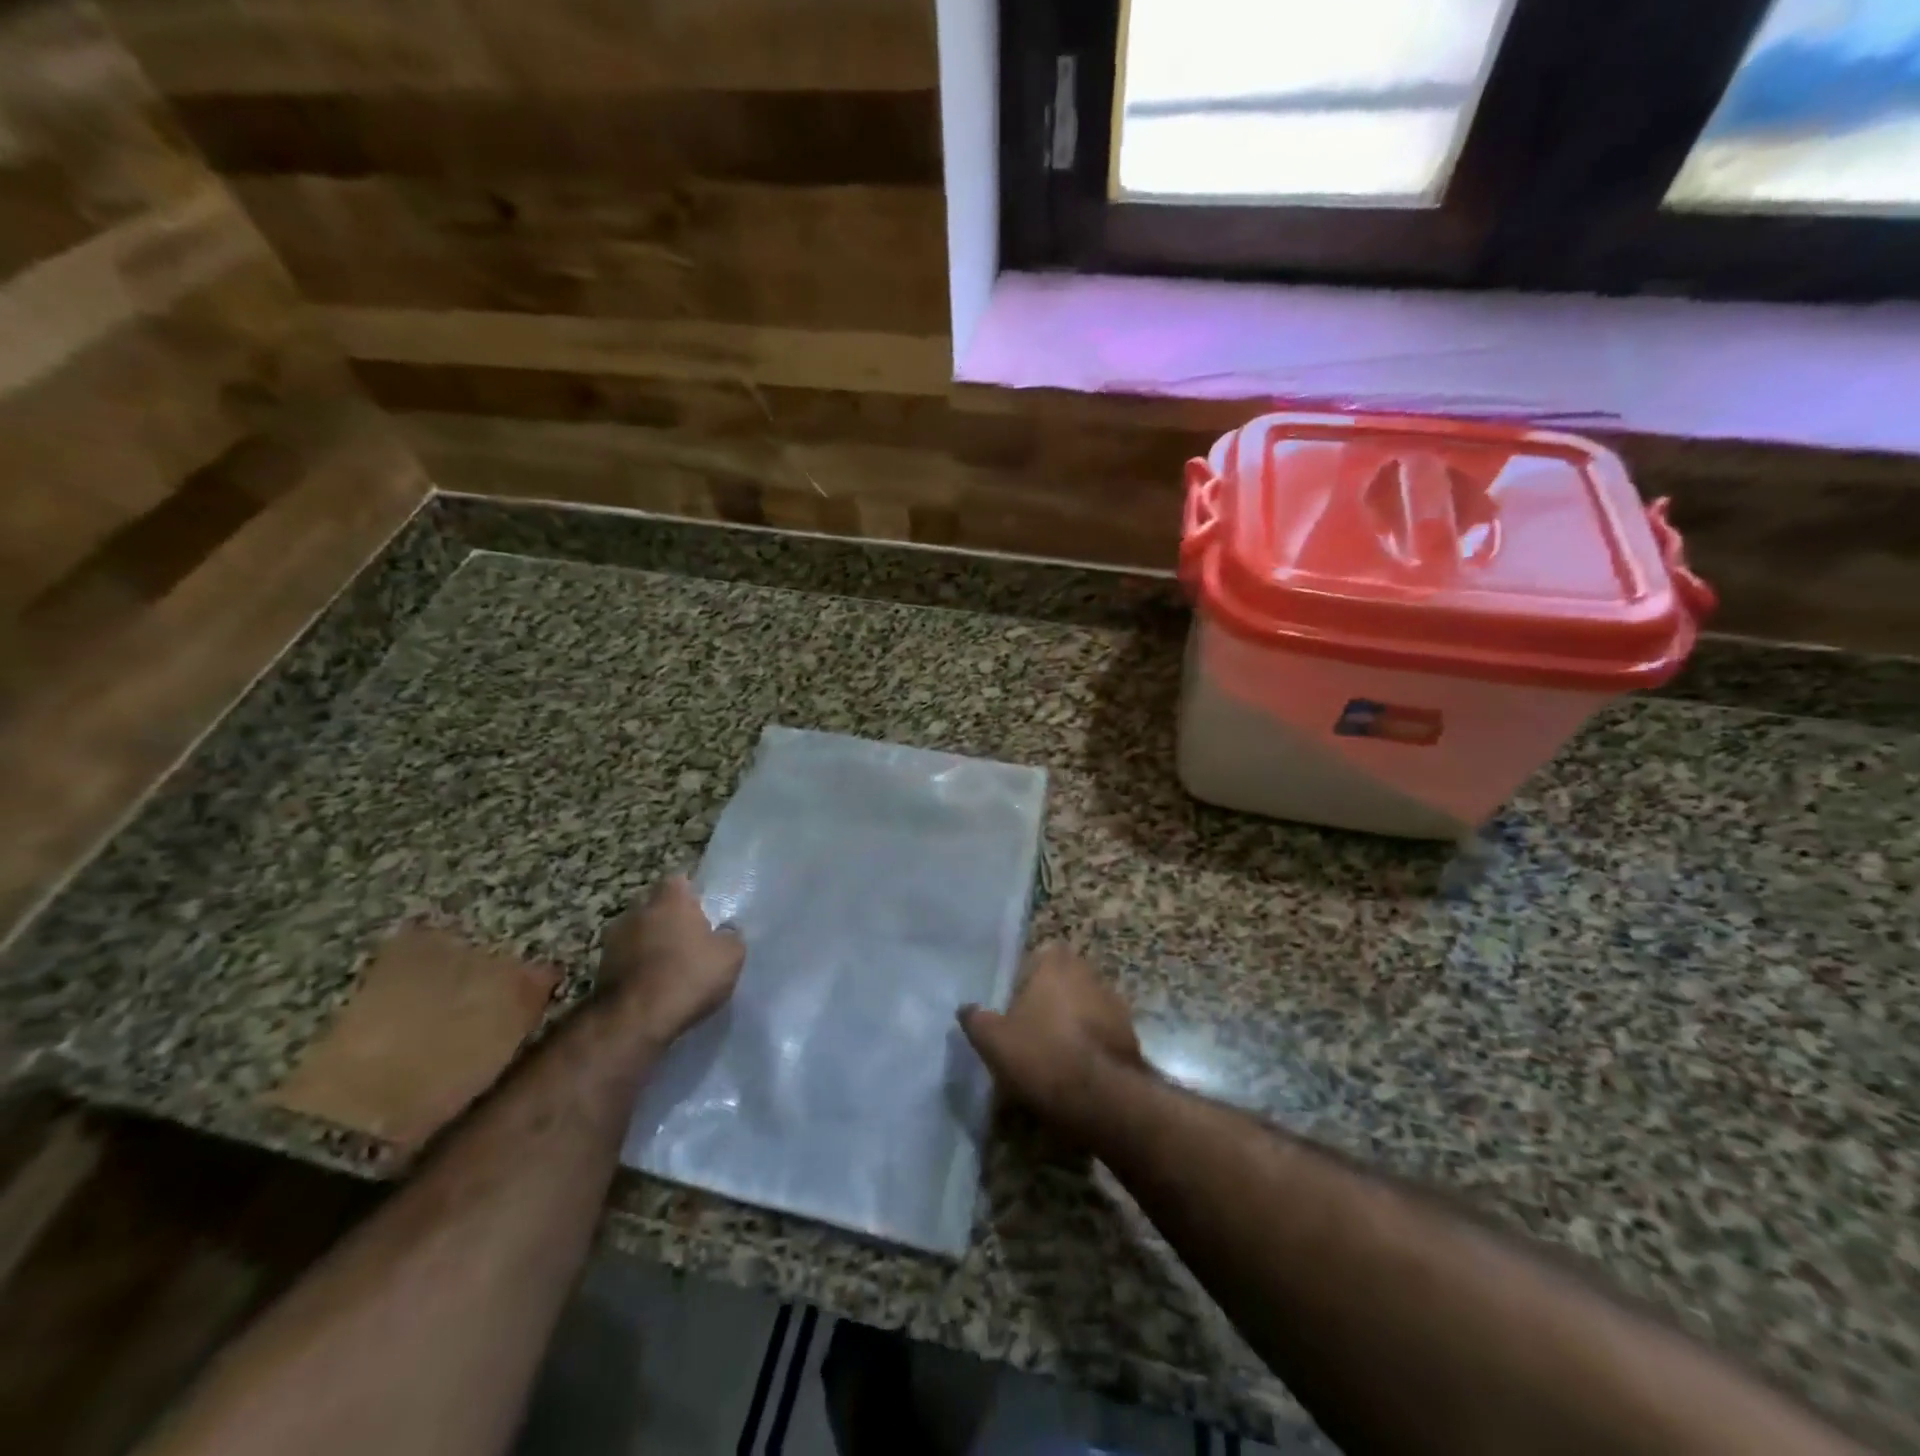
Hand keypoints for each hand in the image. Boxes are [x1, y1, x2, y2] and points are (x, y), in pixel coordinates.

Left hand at [599, 876, 743, 1044]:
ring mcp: (614, 940)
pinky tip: (653, 987)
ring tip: (670, 969)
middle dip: (670, 921)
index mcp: (670, 899)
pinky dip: (638, 969)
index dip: (692, 896)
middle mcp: (638, 911)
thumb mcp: (730, 956)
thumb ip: (731, 936)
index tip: (704, 914)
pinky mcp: (600, 969)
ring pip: (639, 934)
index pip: (679, 882)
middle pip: (657, 908)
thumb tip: (726, 931)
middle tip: (690, 942)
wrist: (634, 1020)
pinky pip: (627, 961)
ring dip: (651, 946)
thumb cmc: (689, 976)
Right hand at [958, 943, 1143, 1132]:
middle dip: (1050, 998)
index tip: (1015, 1000)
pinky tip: (1076, 1071)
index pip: (1041, 954)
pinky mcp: (1130, 1034)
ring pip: (1085, 1005)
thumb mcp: (993, 1040)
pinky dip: (1090, 1045)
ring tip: (1053, 1054)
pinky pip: (1102, 1033)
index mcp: (1056, 963)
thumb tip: (966, 1008)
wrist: (1101, 1097)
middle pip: (1064, 979)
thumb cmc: (1041, 1054)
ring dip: (1073, 1022)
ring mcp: (1114, 1003)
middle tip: (1030, 1027)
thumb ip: (976, 1019)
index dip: (1028, 975)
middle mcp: (1089, 973)